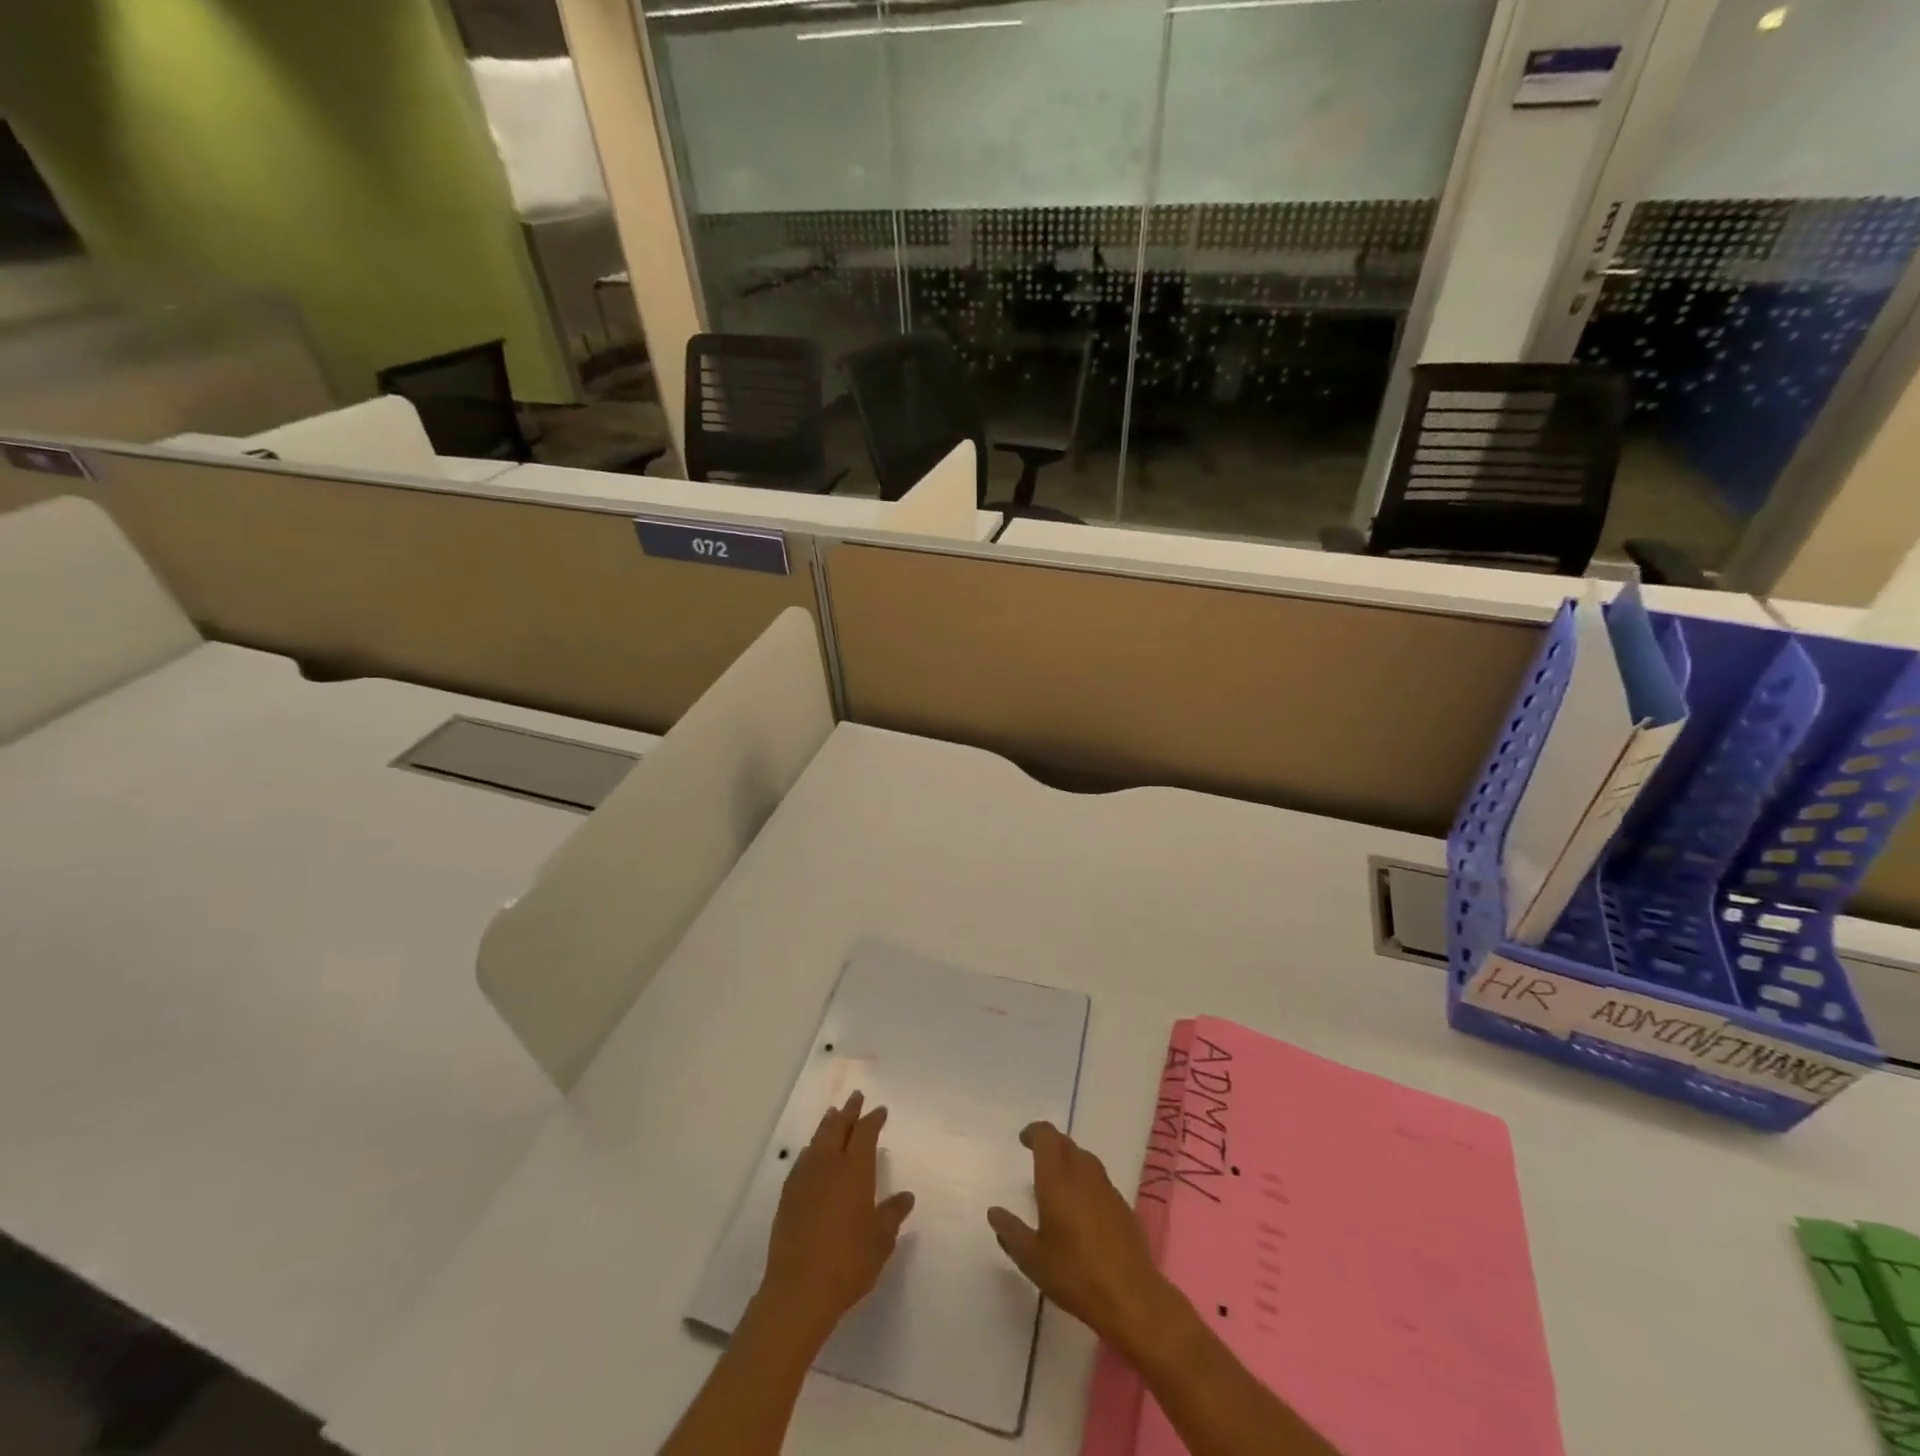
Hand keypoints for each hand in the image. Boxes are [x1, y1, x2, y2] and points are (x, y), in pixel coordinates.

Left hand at [758, 1091, 914, 1346]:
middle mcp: (829, 1165)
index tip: (879, 1109)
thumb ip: (892, 1214)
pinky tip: (811, 1154)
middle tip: (855, 1097)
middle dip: (848, 1111)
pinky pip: (802, 1160)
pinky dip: (811, 1150)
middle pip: (838, 1127)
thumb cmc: (849, 1261)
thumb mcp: (881, 1240)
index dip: (872, 1119)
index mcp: (855, 1169)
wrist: (799, 1289)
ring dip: (827, 1125)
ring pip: (817, 1140)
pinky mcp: (787, 1196)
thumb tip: (905, 1196)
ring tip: (833, 1115)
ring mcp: (805, 1178)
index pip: (865, 1133)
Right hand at [988, 1122, 1177, 1359]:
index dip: (1034, 1132)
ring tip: (1058, 1180)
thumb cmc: (1074, 1274)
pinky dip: (1086, 1181)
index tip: (1024, 1139)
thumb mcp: (1032, 1259)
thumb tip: (994, 1212)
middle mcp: (1083, 1174)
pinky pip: (1100, 1180)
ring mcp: (1106, 1188)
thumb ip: (1011, 1232)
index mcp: (1057, 1179)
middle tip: (1036, 1157)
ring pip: (1085, 1159)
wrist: (1130, 1296)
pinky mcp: (1122, 1206)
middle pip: (1066, 1143)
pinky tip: (1083, 1207)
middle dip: (1050, 1144)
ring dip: (1070, 1160)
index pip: (1046, 1136)